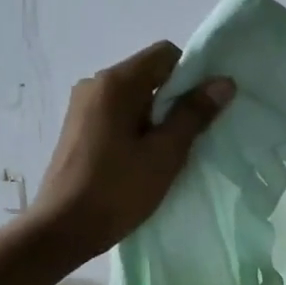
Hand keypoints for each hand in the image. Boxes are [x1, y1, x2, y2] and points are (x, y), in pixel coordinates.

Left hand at [30, 41, 232, 257]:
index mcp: (116, 83)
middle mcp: (95, 85)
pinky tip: (140, 162)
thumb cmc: (117, 190)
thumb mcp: (164, 154)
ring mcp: (82, 106)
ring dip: (156, 119)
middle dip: (174, 101)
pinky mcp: (78, 128)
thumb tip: (223, 82)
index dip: (191, 76)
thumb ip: (193, 115)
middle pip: (149, 75)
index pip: (165, 54)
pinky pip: (117, 115)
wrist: (62, 229)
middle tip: (187, 141)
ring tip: (163, 156)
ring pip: (134, 98)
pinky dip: (136, 130)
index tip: (202, 112)